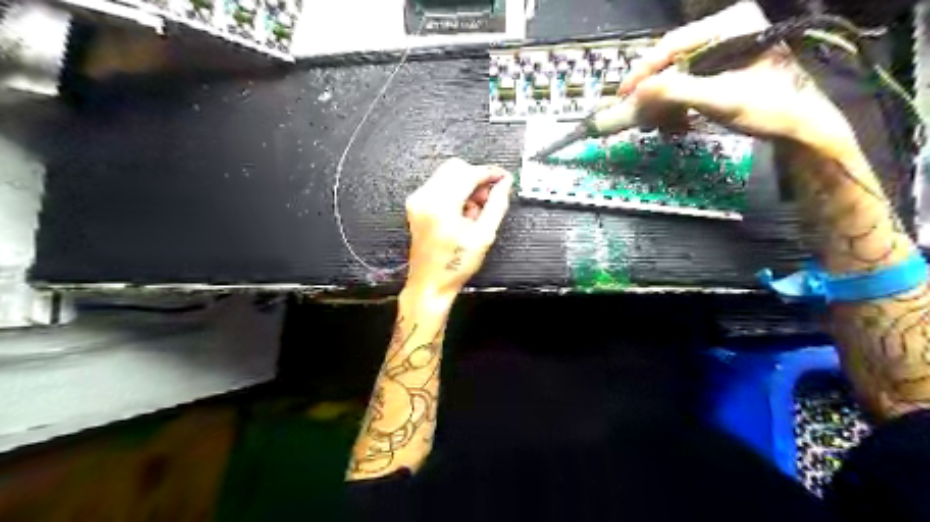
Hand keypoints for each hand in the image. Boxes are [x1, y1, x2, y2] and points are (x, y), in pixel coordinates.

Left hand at [403, 157, 510, 299]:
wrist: (430, 283)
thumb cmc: (455, 265)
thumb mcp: (484, 236)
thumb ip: (496, 205)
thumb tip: (505, 184)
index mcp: (441, 205)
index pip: (468, 173)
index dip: (489, 173)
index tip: (503, 178)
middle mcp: (425, 197)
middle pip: (455, 167)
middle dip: (476, 178)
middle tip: (490, 197)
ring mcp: (417, 200)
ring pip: (447, 174)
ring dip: (466, 185)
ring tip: (476, 211)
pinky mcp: (416, 205)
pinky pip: (439, 185)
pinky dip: (455, 192)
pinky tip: (463, 213)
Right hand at [620, 0, 860, 162]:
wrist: (802, 128)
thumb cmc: (768, 108)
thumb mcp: (719, 98)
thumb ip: (676, 91)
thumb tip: (636, 91)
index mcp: (730, 23)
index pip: (672, 43)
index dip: (643, 71)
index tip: (623, 94)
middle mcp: (726, 30)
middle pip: (672, 60)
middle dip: (653, 90)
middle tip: (635, 113)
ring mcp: (724, 50)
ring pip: (677, 74)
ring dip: (663, 102)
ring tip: (654, 125)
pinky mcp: (723, 69)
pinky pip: (688, 85)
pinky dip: (676, 106)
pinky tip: (673, 124)